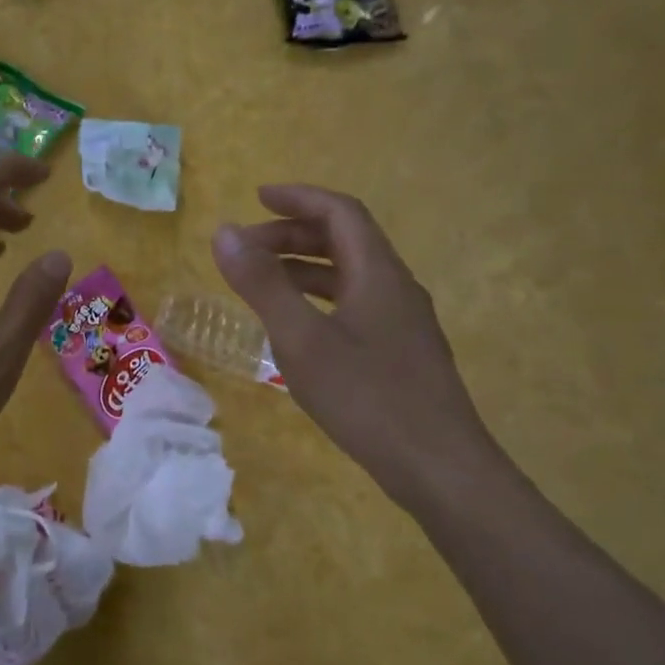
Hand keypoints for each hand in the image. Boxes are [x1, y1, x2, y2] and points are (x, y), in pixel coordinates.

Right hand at [212, 184, 497, 503]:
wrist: (439, 466)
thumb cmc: (366, 397)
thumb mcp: (301, 339)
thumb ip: (262, 285)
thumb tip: (225, 233)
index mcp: (378, 273)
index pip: (340, 212)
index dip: (298, 198)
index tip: (256, 198)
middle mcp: (396, 287)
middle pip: (346, 241)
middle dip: (293, 235)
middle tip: (247, 249)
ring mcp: (404, 322)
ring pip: (351, 275)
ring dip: (305, 268)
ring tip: (263, 282)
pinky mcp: (402, 352)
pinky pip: (356, 305)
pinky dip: (320, 299)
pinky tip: (298, 328)